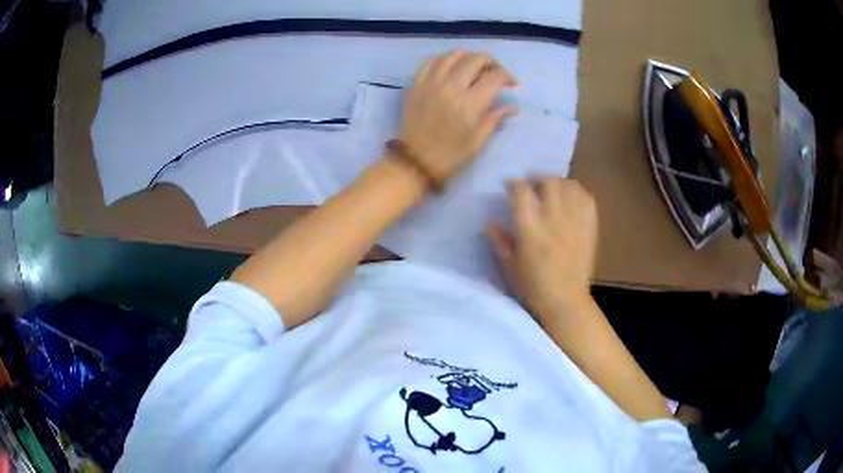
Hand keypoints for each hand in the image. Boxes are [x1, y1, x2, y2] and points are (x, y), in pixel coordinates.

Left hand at [398, 50, 517, 184]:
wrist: (415, 160)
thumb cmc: (451, 154)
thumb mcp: (478, 141)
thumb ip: (495, 119)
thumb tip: (512, 108)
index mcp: (470, 103)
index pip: (495, 76)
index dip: (508, 77)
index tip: (511, 84)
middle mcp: (451, 87)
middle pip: (476, 59)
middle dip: (492, 62)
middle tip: (494, 72)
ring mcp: (431, 82)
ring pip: (453, 54)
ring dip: (469, 56)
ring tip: (474, 67)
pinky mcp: (416, 83)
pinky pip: (432, 61)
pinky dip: (445, 59)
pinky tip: (451, 67)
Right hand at [488, 177, 598, 322]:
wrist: (565, 300)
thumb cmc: (532, 286)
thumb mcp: (508, 265)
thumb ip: (499, 240)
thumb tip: (489, 222)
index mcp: (529, 226)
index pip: (521, 190)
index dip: (514, 184)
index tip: (509, 186)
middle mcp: (552, 216)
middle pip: (547, 181)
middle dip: (537, 179)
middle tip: (533, 186)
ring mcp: (574, 219)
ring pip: (568, 185)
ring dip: (557, 182)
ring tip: (552, 189)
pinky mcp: (589, 225)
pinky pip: (586, 197)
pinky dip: (577, 191)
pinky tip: (571, 197)